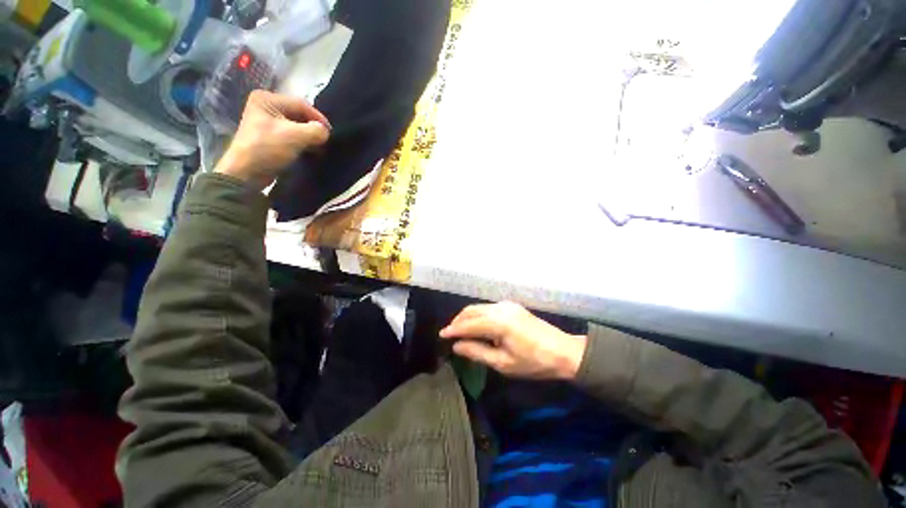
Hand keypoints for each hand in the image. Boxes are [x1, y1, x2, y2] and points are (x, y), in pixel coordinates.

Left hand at [215, 90, 330, 190]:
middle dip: (314, 128)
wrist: (247, 172)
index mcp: (267, 99)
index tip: (331, 133)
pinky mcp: (271, 137)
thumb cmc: (268, 148)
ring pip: (297, 126)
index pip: (301, 104)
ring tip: (320, 147)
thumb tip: (326, 132)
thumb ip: (316, 131)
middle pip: (299, 115)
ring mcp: (267, 122)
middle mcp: (266, 106)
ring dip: (310, 137)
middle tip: (326, 140)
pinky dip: (303, 142)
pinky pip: (293, 135)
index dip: (318, 118)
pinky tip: (311, 150)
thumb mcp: (295, 136)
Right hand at [439, 302, 586, 380]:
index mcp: (499, 322)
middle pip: (471, 311)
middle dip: (458, 321)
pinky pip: (488, 308)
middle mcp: (500, 308)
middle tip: (449, 334)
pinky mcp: (512, 306)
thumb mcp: (503, 363)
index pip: (469, 324)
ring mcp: (507, 305)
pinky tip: (476, 326)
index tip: (441, 335)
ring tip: (460, 331)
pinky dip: (478, 315)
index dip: (453, 330)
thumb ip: (477, 352)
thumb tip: (457, 346)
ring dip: (467, 317)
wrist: (563, 352)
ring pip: (479, 307)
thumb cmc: (534, 362)